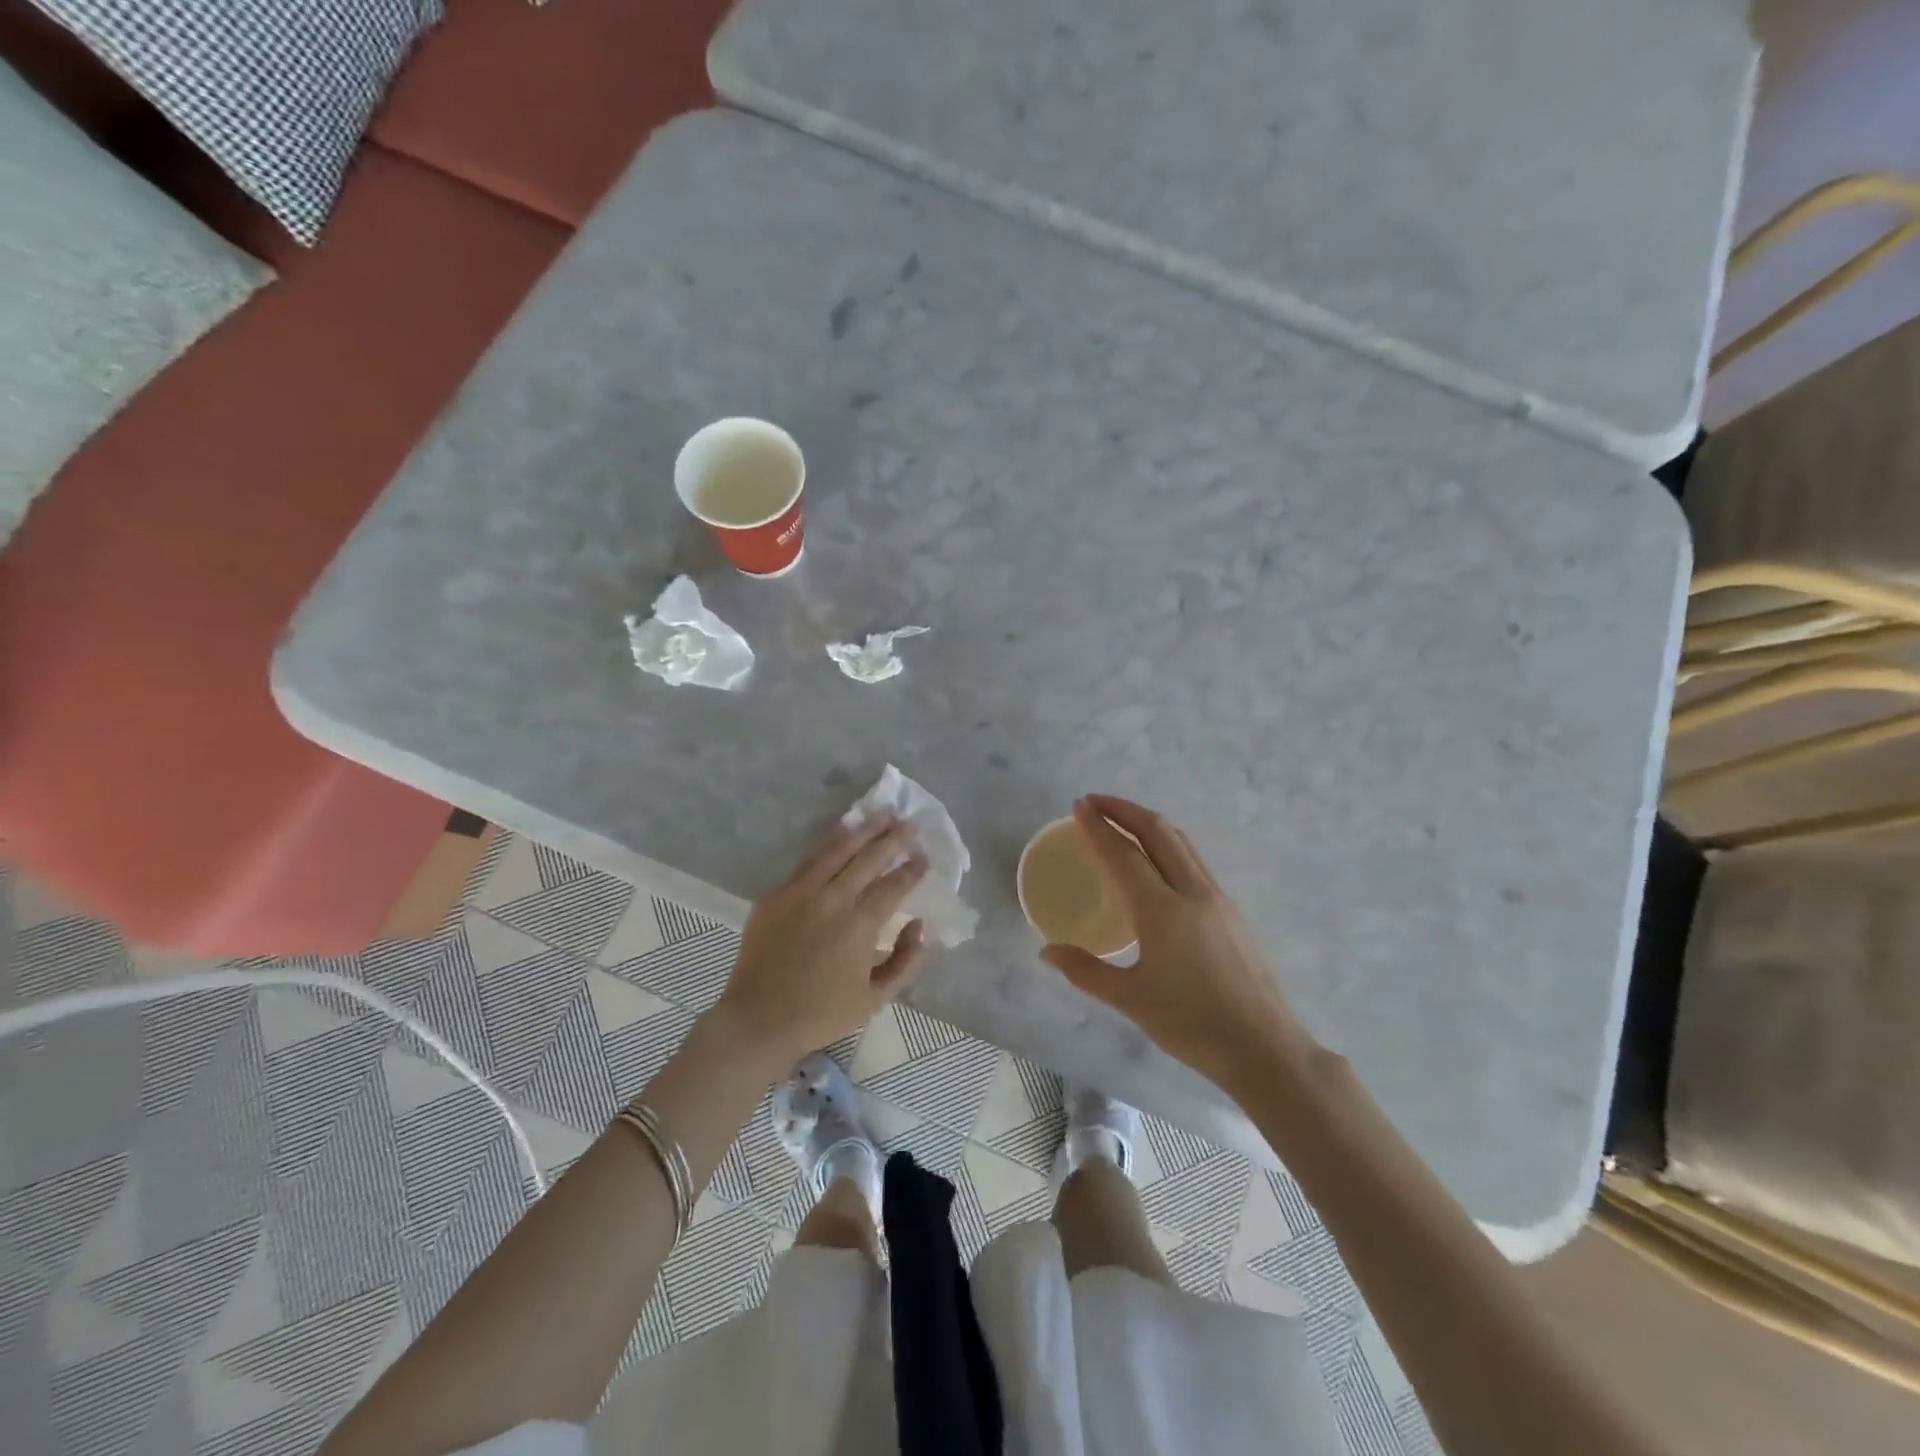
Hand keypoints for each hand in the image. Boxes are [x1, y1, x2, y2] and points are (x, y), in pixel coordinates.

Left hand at [713, 813, 929, 1072]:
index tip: (924, 856)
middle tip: (910, 825)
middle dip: (893, 838)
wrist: (758, 1020)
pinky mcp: (776, 894)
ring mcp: (800, 892)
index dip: (913, 869)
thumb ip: (905, 961)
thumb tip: (919, 925)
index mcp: (859, 925)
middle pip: (869, 858)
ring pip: (837, 849)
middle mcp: (832, 899)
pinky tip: (841, 832)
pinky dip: (828, 842)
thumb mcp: (875, 999)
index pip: (894, 885)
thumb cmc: (821, 1014)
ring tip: (881, 815)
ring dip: (863, 830)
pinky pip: (808, 860)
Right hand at [1040, 795, 1311, 1091]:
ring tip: (1122, 822)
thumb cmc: (1192, 1025)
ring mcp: (1218, 899)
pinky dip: (1168, 845)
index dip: (1098, 827)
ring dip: (1148, 823)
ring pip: (1181, 843)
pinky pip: (1194, 861)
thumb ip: (1086, 971)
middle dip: (1124, 810)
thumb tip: (1047, 952)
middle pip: (1157, 832)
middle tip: (1095, 803)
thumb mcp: (1131, 1000)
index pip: (1124, 855)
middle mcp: (1192, 892)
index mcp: (1162, 911)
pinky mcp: (1232, 911)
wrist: (1265, 1047)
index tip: (1079, 806)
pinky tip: (1157, 863)